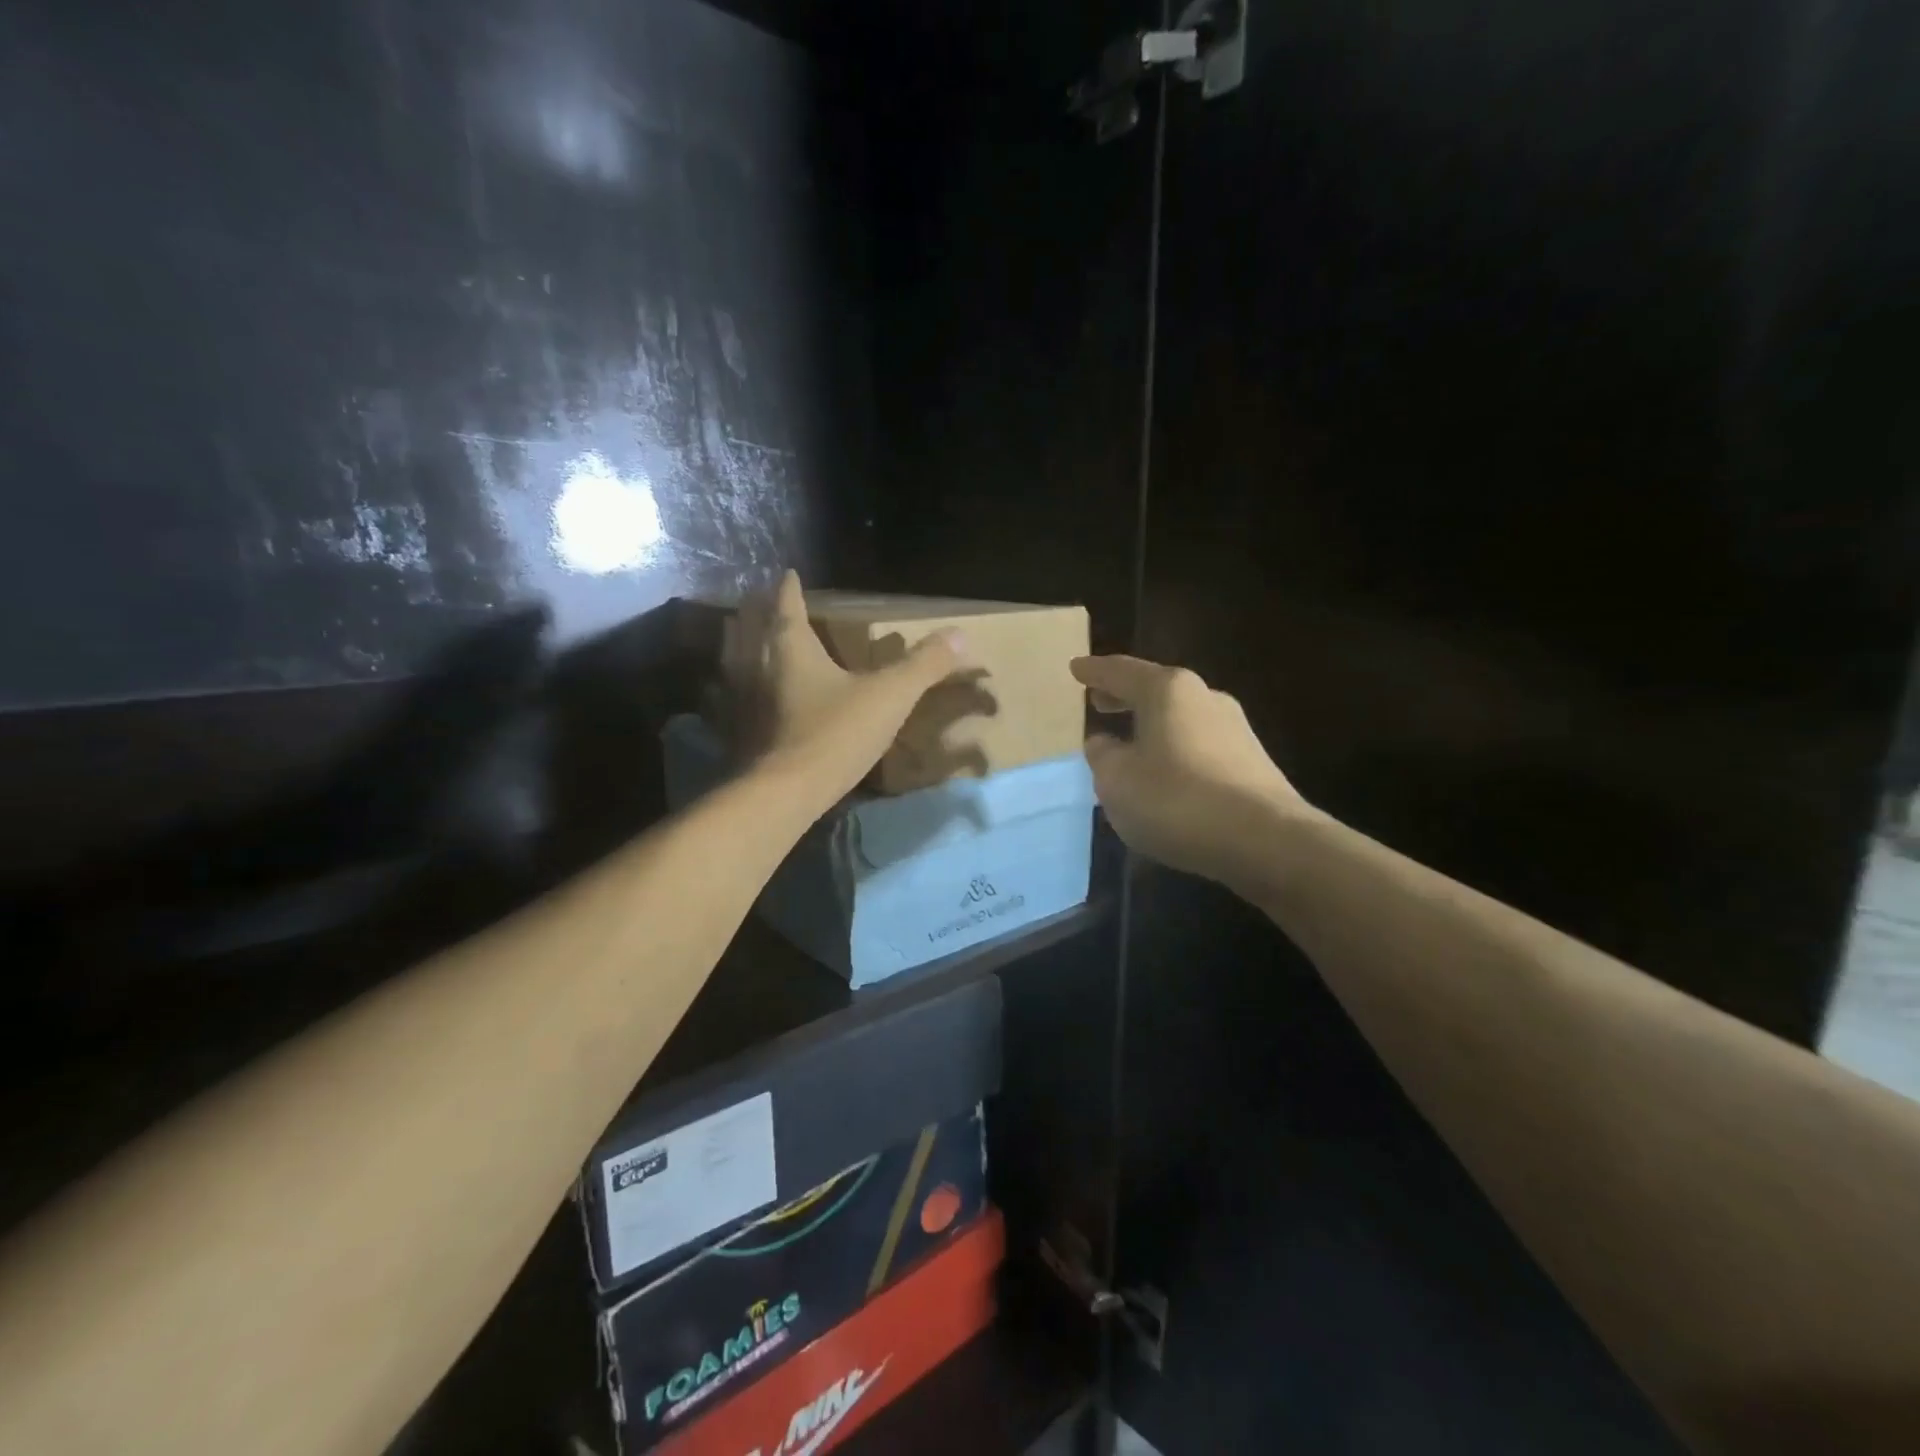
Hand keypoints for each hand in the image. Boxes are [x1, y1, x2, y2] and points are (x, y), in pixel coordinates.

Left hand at [724, 571, 967, 801]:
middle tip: (763, 602)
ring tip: (748, 639)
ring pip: (735, 660)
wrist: (784, 794)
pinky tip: (744, 696)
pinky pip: (730, 698)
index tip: (788, 575)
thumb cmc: (835, 734)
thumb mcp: (889, 696)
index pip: (787, 606)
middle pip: (751, 628)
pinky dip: (735, 687)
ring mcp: (742, 700)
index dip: (789, 589)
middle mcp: (758, 665)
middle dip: (757, 612)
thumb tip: (961, 634)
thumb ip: (923, 665)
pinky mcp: (737, 733)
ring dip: (739, 644)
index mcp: (791, 648)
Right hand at [1071, 654, 1312, 884]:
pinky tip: (1165, 772)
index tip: (1075, 668)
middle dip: (1124, 695)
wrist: (1265, 840)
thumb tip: (1104, 742)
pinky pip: (1199, 744)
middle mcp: (1204, 697)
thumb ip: (1103, 756)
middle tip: (1099, 700)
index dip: (1094, 671)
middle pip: (1155, 689)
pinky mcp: (1252, 762)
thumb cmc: (1176, 799)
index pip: (1121, 671)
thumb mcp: (1116, 780)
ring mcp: (1234, 728)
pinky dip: (1174, 748)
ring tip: (1129, 740)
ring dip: (1152, 725)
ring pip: (1180, 717)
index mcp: (1167, 690)